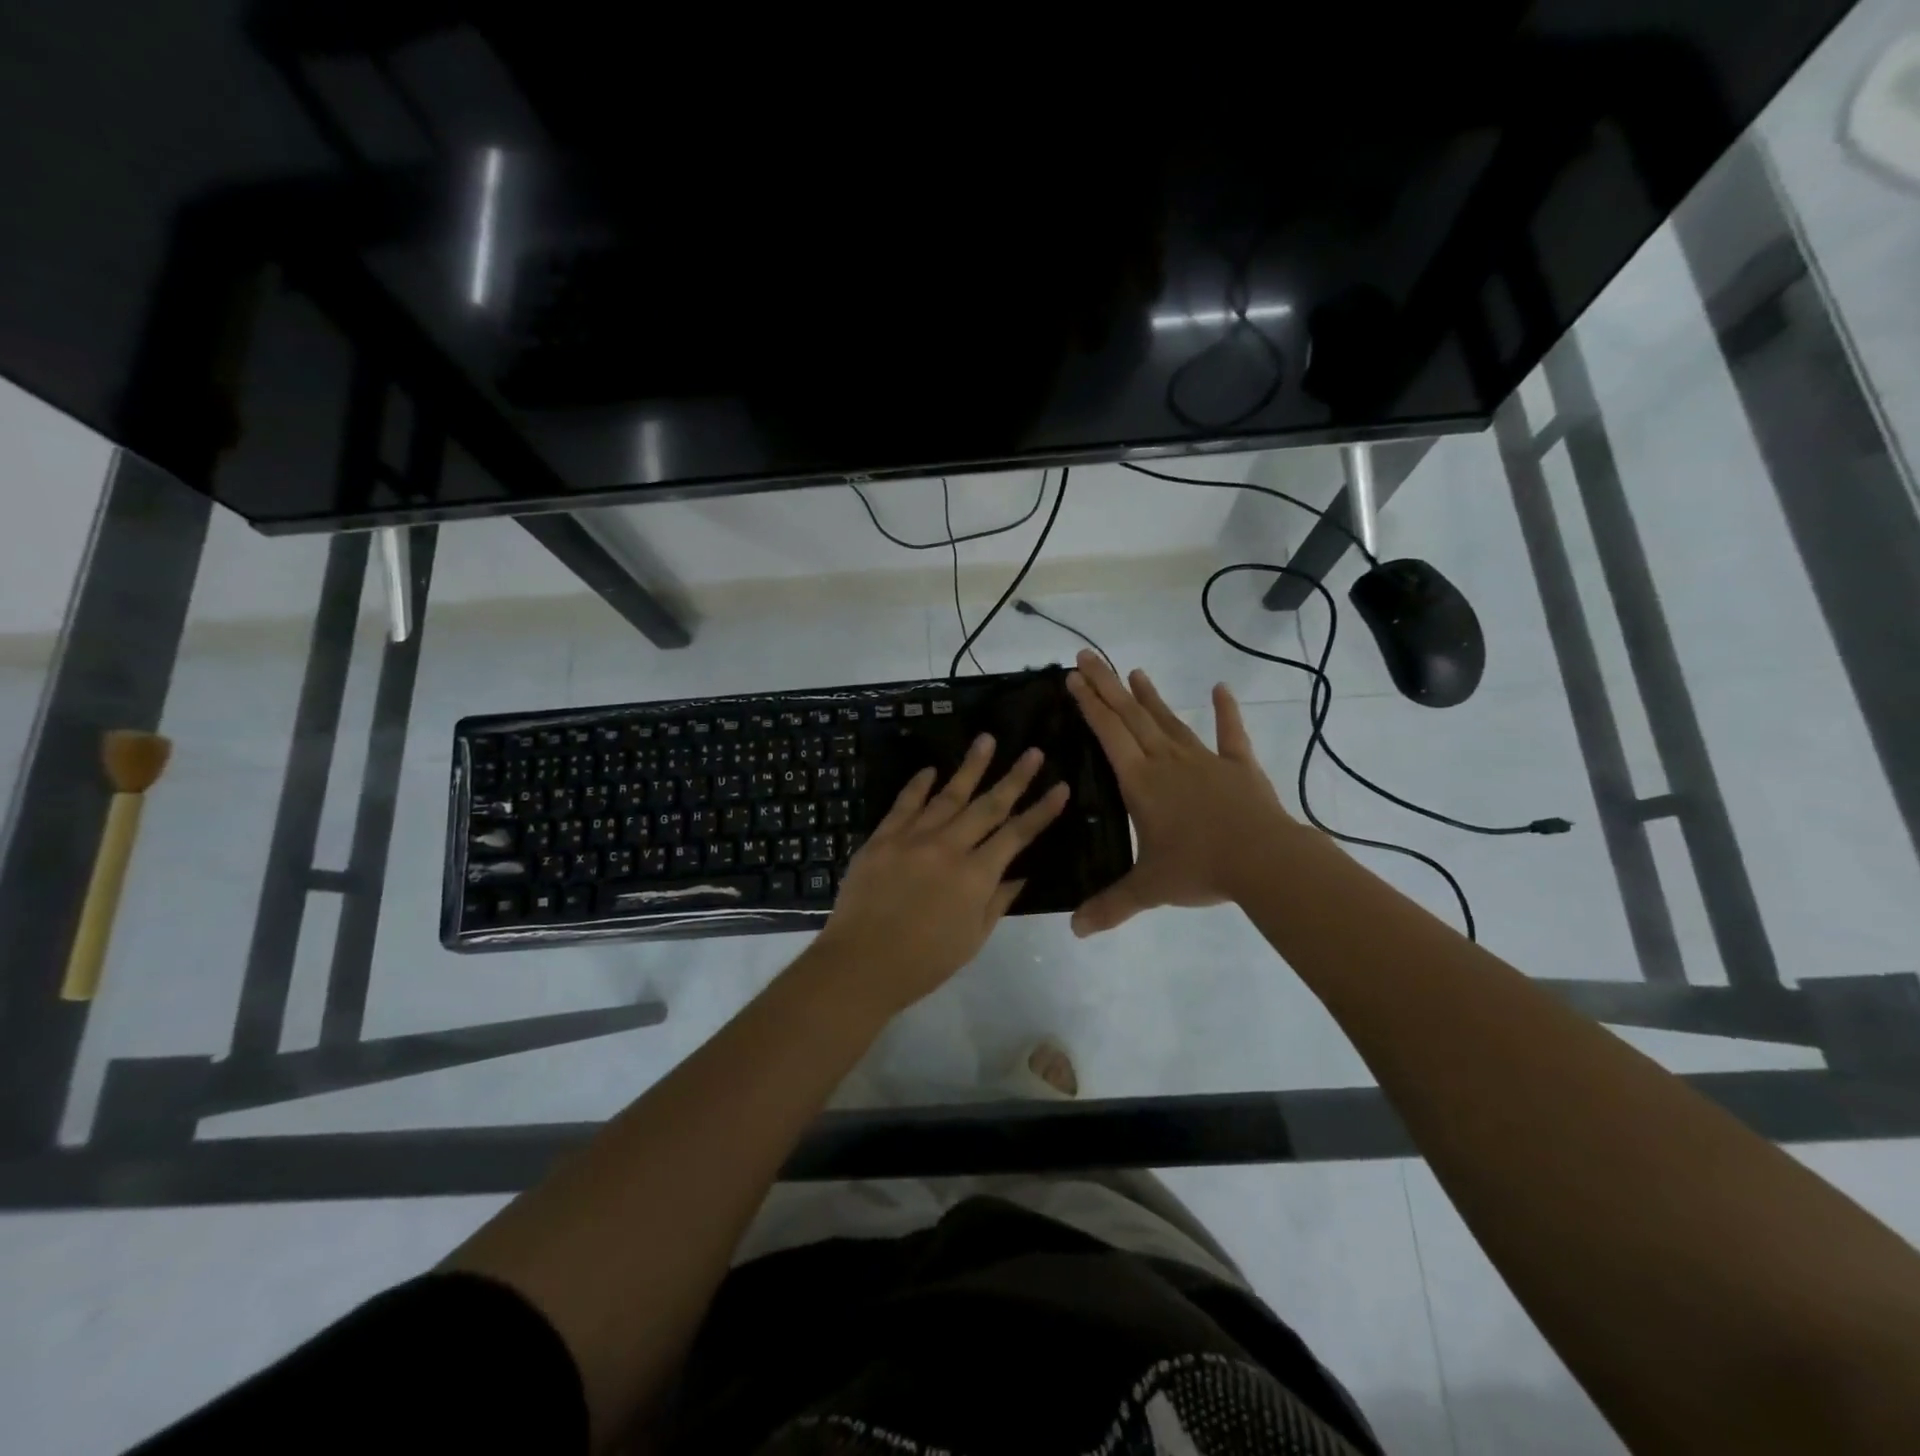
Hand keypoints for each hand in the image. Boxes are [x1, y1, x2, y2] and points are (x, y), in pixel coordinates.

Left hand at [810, 734, 1069, 1016]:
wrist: (860, 964)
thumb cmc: (924, 962)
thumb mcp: (972, 938)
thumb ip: (997, 902)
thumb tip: (1019, 874)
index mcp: (975, 876)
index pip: (1016, 835)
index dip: (1041, 811)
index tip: (1061, 787)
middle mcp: (948, 848)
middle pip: (988, 805)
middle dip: (1014, 777)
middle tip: (1033, 751)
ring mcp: (912, 838)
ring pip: (948, 794)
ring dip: (970, 767)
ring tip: (987, 740)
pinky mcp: (882, 838)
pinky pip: (904, 803)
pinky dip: (918, 785)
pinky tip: (930, 769)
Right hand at [1067, 650, 1293, 935]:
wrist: (1264, 861)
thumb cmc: (1199, 868)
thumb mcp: (1148, 889)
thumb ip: (1110, 906)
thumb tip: (1074, 931)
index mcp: (1141, 782)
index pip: (1108, 734)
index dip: (1089, 705)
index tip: (1073, 677)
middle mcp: (1167, 761)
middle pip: (1132, 716)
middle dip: (1107, 685)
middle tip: (1089, 656)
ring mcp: (1204, 760)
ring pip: (1170, 721)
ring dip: (1150, 696)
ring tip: (1134, 671)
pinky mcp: (1239, 767)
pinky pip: (1230, 735)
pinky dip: (1226, 712)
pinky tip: (1220, 689)